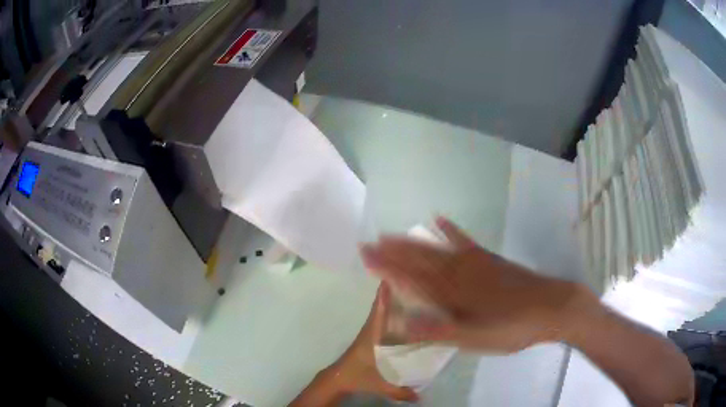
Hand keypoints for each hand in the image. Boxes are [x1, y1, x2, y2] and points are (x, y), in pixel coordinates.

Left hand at [290, 284, 418, 405]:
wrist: (338, 379)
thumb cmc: (357, 376)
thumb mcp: (380, 385)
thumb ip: (401, 392)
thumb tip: (422, 397)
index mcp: (372, 336)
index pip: (379, 312)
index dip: (384, 295)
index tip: (391, 277)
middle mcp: (371, 331)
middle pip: (381, 308)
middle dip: (392, 293)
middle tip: (409, 280)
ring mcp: (370, 334)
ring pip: (381, 313)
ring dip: (390, 302)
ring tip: (408, 291)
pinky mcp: (370, 339)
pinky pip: (381, 321)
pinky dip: (389, 313)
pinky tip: (402, 314)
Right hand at [360, 217, 590, 352]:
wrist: (551, 307)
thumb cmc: (511, 328)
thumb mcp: (474, 339)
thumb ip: (438, 330)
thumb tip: (402, 323)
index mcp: (452, 294)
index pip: (411, 278)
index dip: (387, 267)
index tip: (366, 256)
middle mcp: (458, 273)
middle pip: (419, 260)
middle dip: (392, 251)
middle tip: (370, 241)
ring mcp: (474, 263)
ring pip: (436, 249)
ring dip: (412, 241)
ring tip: (392, 233)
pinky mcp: (489, 259)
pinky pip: (465, 241)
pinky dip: (450, 230)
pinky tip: (439, 219)